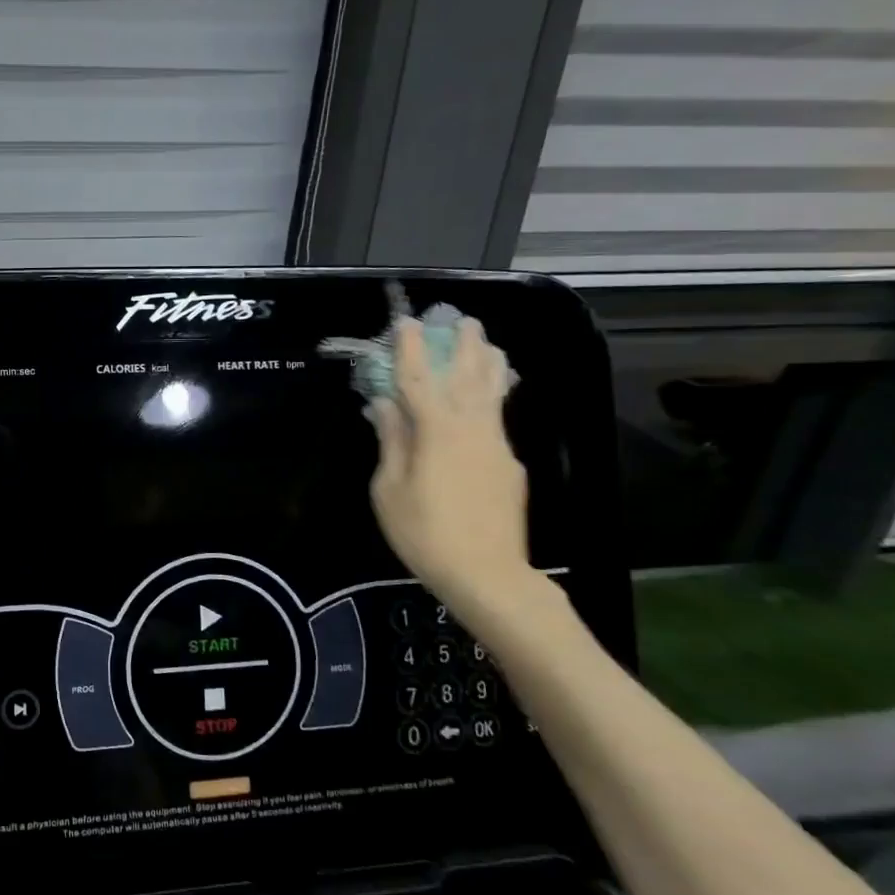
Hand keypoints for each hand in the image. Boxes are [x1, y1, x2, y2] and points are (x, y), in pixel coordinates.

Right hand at [367, 316, 530, 609]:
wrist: (487, 574)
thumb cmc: (424, 532)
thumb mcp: (389, 489)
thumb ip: (391, 442)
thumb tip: (384, 406)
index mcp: (437, 432)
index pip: (419, 380)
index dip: (410, 350)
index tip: (405, 323)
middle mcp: (471, 429)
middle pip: (467, 377)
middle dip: (463, 346)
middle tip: (463, 320)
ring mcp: (496, 445)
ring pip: (492, 394)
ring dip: (487, 364)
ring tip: (487, 342)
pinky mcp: (509, 465)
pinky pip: (498, 417)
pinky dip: (493, 395)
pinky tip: (490, 394)